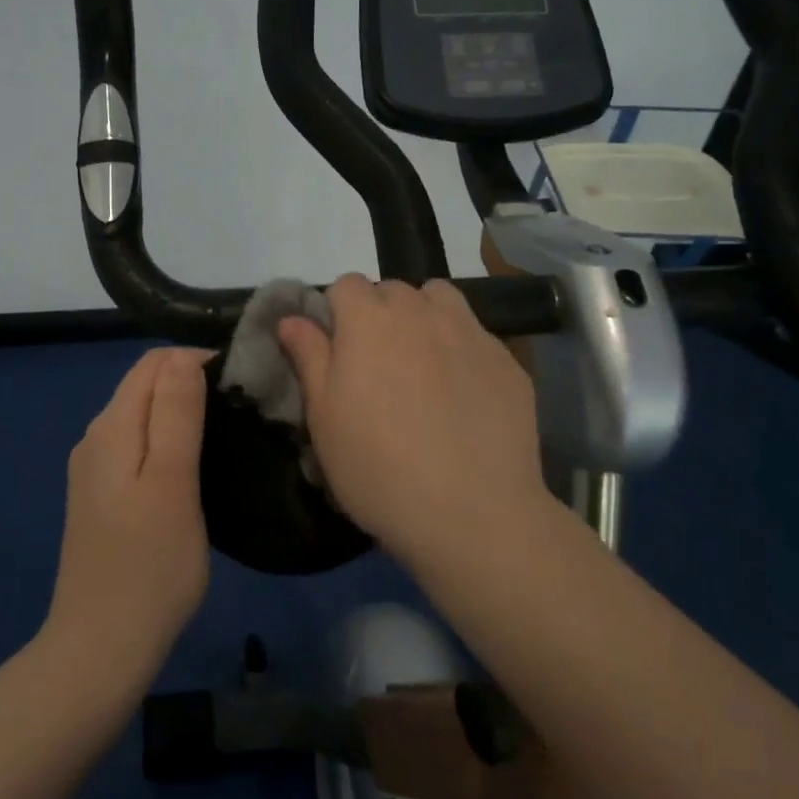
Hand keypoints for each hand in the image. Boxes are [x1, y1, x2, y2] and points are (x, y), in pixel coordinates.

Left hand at [43, 348, 211, 689]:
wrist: (101, 647)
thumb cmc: (149, 566)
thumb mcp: (172, 483)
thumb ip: (176, 415)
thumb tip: (184, 358)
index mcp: (112, 427)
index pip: (154, 362)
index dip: (198, 361)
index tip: (241, 386)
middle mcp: (96, 438)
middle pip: (145, 386)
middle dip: (190, 384)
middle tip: (241, 411)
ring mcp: (94, 471)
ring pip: (143, 418)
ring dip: (182, 413)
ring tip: (227, 436)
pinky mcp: (102, 498)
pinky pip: (138, 448)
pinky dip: (168, 443)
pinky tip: (195, 469)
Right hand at [278, 275, 546, 563]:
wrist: (472, 514)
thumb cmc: (377, 468)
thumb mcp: (324, 418)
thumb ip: (309, 357)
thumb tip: (292, 318)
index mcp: (368, 321)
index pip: (346, 284)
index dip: (338, 312)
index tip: (338, 351)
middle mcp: (420, 312)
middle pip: (393, 290)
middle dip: (380, 314)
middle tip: (378, 366)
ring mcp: (470, 333)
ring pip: (439, 300)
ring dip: (424, 317)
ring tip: (421, 364)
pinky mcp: (507, 360)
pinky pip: (475, 335)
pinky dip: (461, 349)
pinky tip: (462, 395)